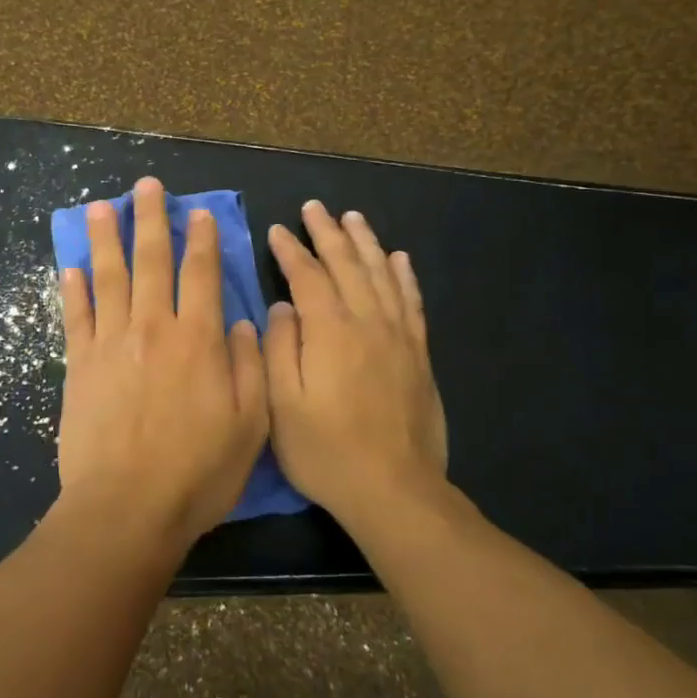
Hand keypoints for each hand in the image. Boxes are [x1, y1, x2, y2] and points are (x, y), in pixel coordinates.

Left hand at [56, 178, 269, 551]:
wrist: (126, 509)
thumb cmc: (197, 473)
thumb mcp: (250, 426)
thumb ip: (248, 366)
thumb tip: (241, 321)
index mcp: (198, 340)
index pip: (201, 274)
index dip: (202, 239)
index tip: (198, 212)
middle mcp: (153, 328)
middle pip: (151, 261)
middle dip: (150, 219)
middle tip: (146, 186)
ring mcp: (111, 344)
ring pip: (109, 277)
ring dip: (105, 238)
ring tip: (100, 206)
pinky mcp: (79, 366)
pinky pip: (75, 316)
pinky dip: (73, 289)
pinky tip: (72, 267)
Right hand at [265, 200, 447, 529]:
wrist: (394, 489)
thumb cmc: (326, 451)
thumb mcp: (282, 405)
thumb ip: (279, 349)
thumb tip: (283, 306)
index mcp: (330, 332)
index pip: (307, 277)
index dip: (291, 251)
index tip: (277, 230)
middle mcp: (368, 322)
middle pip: (347, 265)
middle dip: (328, 233)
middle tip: (314, 208)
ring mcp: (399, 337)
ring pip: (381, 275)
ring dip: (365, 242)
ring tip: (353, 218)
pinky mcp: (419, 355)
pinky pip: (412, 302)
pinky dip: (404, 276)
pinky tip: (399, 258)